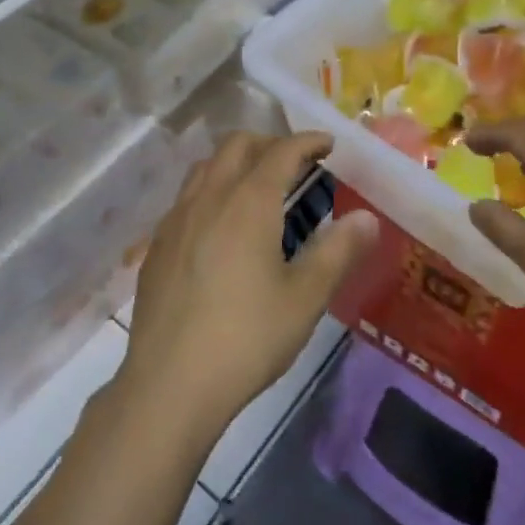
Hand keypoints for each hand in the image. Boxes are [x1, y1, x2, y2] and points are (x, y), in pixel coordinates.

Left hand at [117, 132, 378, 435]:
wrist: (170, 383)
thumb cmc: (247, 338)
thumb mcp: (305, 298)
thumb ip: (338, 252)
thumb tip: (367, 218)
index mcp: (248, 203)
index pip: (282, 151)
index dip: (308, 141)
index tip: (328, 144)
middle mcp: (209, 197)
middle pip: (237, 145)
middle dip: (270, 143)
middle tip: (296, 164)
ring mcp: (176, 219)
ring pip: (206, 167)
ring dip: (236, 163)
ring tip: (258, 188)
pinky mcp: (156, 244)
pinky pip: (186, 197)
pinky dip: (211, 191)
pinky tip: (220, 228)